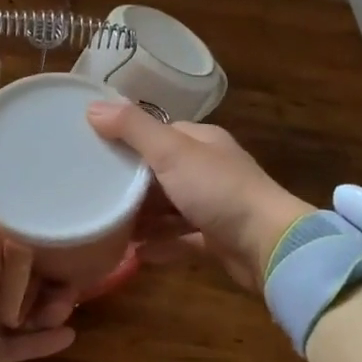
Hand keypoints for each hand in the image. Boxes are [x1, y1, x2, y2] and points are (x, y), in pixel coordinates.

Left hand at [0, 233, 78, 361]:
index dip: (30, 254)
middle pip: (12, 283)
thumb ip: (6, 254)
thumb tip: (20, 273)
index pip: (0, 249)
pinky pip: (11, 345)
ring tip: (65, 312)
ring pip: (14, 314)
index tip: (60, 257)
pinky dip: (37, 342)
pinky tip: (67, 336)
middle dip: (42, 285)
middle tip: (68, 290)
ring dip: (43, 312)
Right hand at [87, 102, 311, 291]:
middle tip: (92, 191)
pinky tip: (133, 254)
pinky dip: (158, 244)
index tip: (93, 149)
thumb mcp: (171, 152)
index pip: (158, 133)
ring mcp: (214, 206)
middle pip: (160, 171)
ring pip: (169, 206)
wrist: (269, 246)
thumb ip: (133, 129)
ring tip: (106, 223)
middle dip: (130, 182)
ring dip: (142, 216)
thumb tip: (93, 107)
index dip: (127, 139)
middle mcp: (208, 169)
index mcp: (201, 141)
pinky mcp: (216, 239)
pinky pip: (179, 238)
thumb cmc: (218, 190)